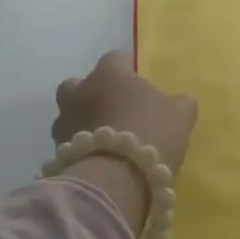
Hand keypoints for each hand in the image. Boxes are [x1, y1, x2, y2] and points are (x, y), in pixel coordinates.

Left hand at [50, 51, 197, 233]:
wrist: (116, 180)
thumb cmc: (151, 134)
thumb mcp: (181, 115)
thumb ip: (179, 103)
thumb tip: (177, 103)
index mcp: (110, 74)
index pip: (116, 58)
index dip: (128, 68)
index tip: (140, 82)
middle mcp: (81, 92)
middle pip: (80, 84)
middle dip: (94, 93)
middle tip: (115, 109)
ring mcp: (65, 122)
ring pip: (70, 114)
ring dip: (83, 121)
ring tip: (105, 139)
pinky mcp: (58, 151)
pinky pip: (69, 143)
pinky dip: (81, 148)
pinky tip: (99, 160)